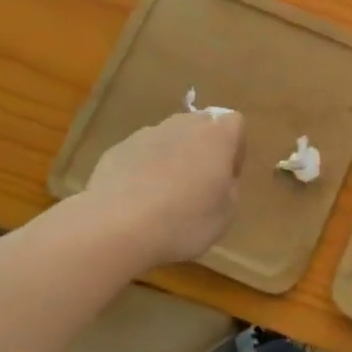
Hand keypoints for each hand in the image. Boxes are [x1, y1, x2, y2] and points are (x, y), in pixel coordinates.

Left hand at [84, 111, 245, 267]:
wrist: (117, 227)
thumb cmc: (184, 221)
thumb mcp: (226, 214)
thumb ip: (229, 188)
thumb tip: (219, 179)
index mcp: (216, 135)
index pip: (234, 124)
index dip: (235, 150)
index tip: (227, 177)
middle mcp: (182, 125)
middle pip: (200, 126)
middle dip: (203, 150)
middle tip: (199, 186)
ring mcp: (146, 134)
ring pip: (169, 139)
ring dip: (172, 159)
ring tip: (165, 197)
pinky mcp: (117, 149)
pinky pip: (140, 155)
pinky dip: (143, 170)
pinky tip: (137, 201)